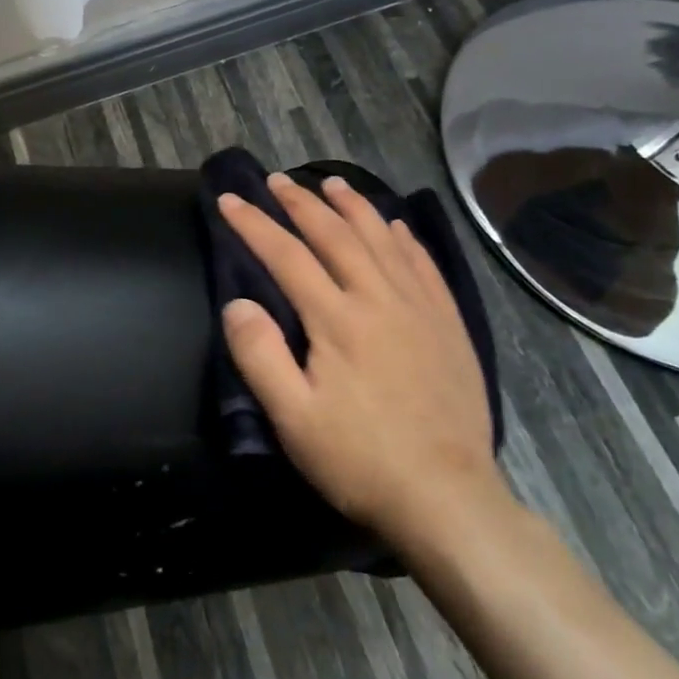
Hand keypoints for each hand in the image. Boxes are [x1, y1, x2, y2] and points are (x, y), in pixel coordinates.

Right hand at [218, 173, 511, 556]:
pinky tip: (395, 225)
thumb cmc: (360, 460)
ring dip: (353, 206)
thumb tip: (237, 302)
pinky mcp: (449, 325)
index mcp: (338, 319)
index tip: (229, 199)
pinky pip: (424, 265)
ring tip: (332, 183)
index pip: (287, 255)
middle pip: (335, 235)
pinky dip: (404, 238)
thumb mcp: (293, 419)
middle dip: (301, 203)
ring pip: (382, 239)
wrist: (447, 498)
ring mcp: (420, 309)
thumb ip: (260, 356)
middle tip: (277, 180)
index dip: (254, 224)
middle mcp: (379, 299)